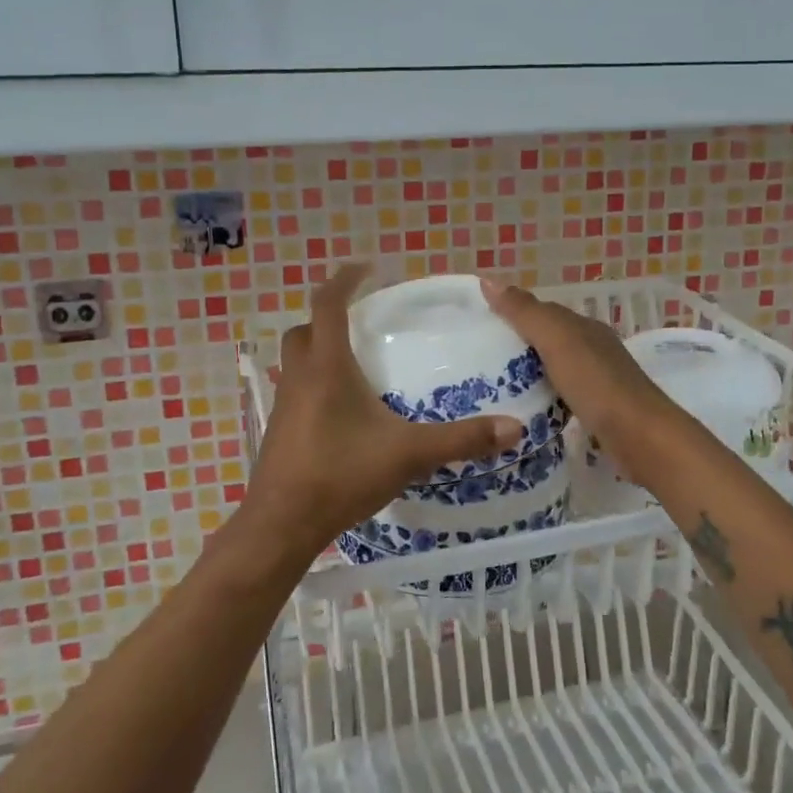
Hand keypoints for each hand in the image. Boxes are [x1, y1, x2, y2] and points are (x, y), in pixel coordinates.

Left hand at [242, 265, 522, 556]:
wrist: (282, 524)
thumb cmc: (341, 475)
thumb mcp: (408, 454)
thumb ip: (461, 439)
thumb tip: (514, 428)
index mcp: (327, 367)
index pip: (328, 304)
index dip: (344, 279)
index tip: (367, 268)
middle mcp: (300, 377)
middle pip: (305, 330)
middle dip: (329, 317)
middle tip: (362, 322)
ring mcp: (284, 405)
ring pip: (297, 362)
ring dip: (320, 352)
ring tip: (357, 366)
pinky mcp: (278, 431)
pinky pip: (296, 392)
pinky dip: (316, 385)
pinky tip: (342, 413)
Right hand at [481, 279, 680, 483]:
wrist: (640, 437)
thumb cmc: (596, 383)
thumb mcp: (556, 340)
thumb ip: (524, 312)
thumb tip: (488, 281)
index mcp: (584, 327)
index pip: (543, 312)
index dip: (513, 314)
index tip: (479, 327)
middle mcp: (593, 349)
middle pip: (549, 340)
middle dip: (518, 346)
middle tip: (478, 360)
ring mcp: (598, 381)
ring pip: (555, 369)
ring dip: (529, 373)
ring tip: (492, 386)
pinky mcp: (598, 411)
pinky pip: (562, 395)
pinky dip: (543, 397)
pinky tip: (526, 410)